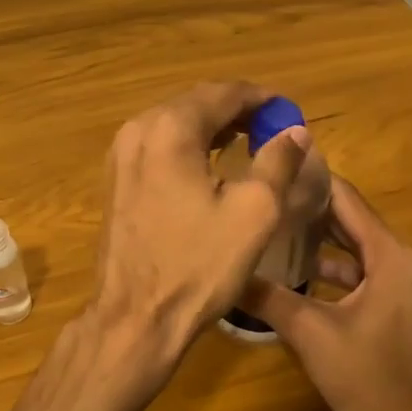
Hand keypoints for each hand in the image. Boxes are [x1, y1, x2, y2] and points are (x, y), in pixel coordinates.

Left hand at [88, 82, 312, 396]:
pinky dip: (188, 146)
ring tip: (250, 141)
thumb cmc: (199, 264)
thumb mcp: (254, 212)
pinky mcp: (116, 180)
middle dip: (236, 110)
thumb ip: (278, 161)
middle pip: (195, 104)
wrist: (136, 317)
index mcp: (170, 129)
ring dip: (212, 127)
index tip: (288, 110)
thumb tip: (295, 131)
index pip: (222, 93)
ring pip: (174, 124)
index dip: (260, 98)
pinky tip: (211, 164)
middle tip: (273, 127)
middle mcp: (138, 130)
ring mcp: (120, 155)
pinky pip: (158, 146)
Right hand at [242, 177, 411, 410]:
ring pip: (351, 246)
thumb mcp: (310, 333)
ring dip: (316, 238)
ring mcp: (399, 282)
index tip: (272, 164)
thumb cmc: (368, 377)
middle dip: (308, 206)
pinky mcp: (393, 303)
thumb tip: (224, 271)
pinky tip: (292, 270)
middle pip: (349, 218)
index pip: (346, 198)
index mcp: (388, 255)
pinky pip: (357, 270)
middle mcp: (399, 259)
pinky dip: (328, 266)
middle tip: (262, 192)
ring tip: (270, 225)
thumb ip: (267, 297)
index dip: (310, 179)